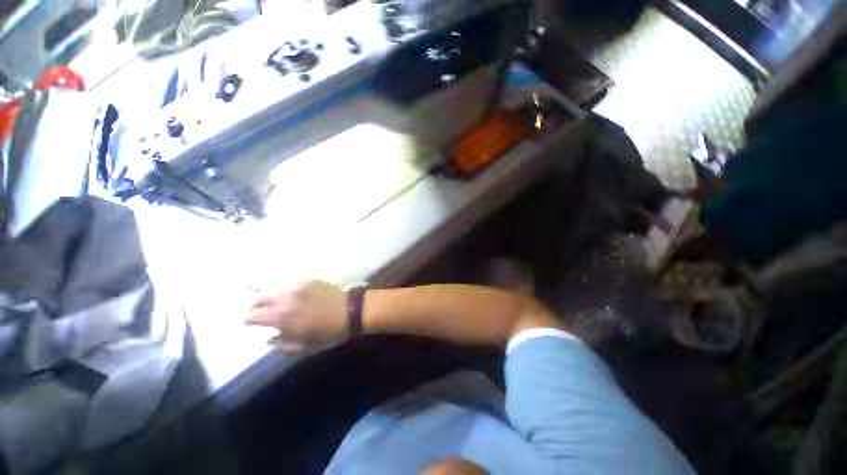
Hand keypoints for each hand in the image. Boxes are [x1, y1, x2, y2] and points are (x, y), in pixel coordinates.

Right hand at [246, 280, 347, 354]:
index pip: (253, 315)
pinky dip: (286, 289)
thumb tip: (268, 340)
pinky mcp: (309, 280)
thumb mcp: (305, 347)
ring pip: (275, 288)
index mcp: (282, 317)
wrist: (351, 310)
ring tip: (274, 302)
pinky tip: (292, 294)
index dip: (249, 320)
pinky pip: (291, 282)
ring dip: (270, 295)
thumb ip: (283, 345)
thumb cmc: (329, 332)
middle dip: (256, 305)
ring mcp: (298, 286)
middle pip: (260, 297)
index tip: (250, 323)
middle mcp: (286, 298)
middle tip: (260, 311)